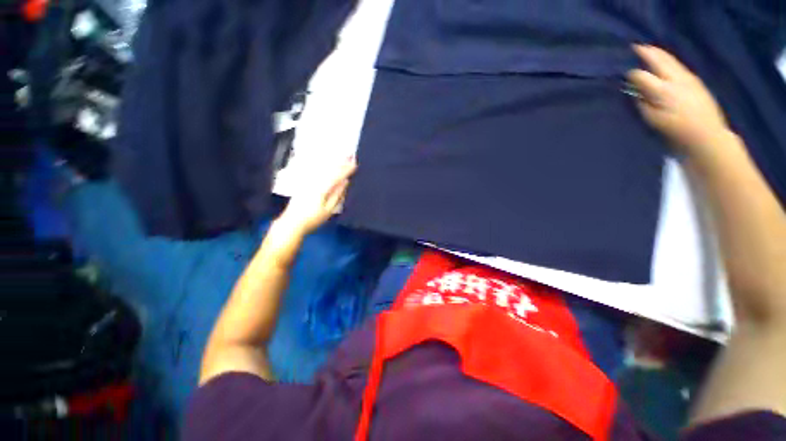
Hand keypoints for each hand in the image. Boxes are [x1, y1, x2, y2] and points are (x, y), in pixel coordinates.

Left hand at [277, 158, 356, 235]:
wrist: (291, 222)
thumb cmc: (312, 218)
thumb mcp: (328, 210)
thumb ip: (337, 195)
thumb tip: (345, 182)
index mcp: (321, 188)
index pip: (337, 176)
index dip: (346, 170)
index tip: (355, 164)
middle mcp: (314, 181)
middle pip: (329, 169)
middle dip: (341, 163)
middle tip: (350, 156)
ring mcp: (308, 181)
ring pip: (323, 169)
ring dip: (333, 163)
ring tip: (342, 157)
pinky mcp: (304, 183)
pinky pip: (317, 171)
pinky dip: (325, 167)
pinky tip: (328, 165)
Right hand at [627, 45, 730, 157]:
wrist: (708, 135)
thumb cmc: (676, 131)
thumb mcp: (653, 120)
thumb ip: (642, 103)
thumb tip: (633, 91)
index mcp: (662, 90)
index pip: (641, 75)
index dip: (630, 73)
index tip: (622, 73)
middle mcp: (676, 78)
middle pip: (659, 59)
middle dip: (646, 52)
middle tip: (634, 47)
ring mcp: (688, 77)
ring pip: (670, 59)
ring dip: (658, 54)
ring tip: (648, 51)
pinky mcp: (696, 81)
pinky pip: (678, 66)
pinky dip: (668, 61)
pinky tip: (664, 63)